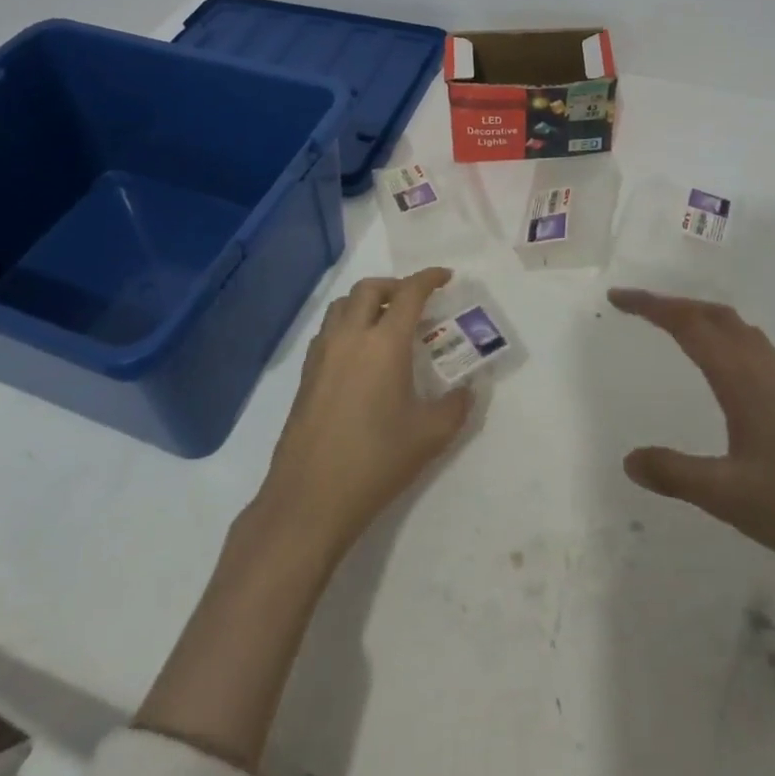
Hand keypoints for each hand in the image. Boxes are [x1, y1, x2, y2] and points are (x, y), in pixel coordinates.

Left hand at [251, 268, 472, 559]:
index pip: (409, 293)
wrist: (310, 498)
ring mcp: (322, 354)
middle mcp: (350, 337)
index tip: (445, 277)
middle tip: (414, 303)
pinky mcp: (305, 375)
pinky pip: (328, 330)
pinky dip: (347, 325)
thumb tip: (469, 389)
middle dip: (395, 286)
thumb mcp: (430, 436)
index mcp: (384, 344)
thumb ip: (456, 406)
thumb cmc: (376, 462)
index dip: (429, 278)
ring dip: (366, 302)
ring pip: (342, 306)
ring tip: (386, 324)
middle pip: (369, 289)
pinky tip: (359, 356)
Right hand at [608, 287, 774, 602]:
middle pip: (715, 316)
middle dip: (673, 304)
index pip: (688, 325)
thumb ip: (676, 475)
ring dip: (701, 317)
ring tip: (673, 327)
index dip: (650, 306)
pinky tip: (724, 370)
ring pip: (738, 330)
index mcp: (742, 381)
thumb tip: (629, 459)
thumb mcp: (730, 498)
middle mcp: (764, 372)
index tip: (616, 299)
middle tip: (637, 309)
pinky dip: (724, 338)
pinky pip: (753, 350)